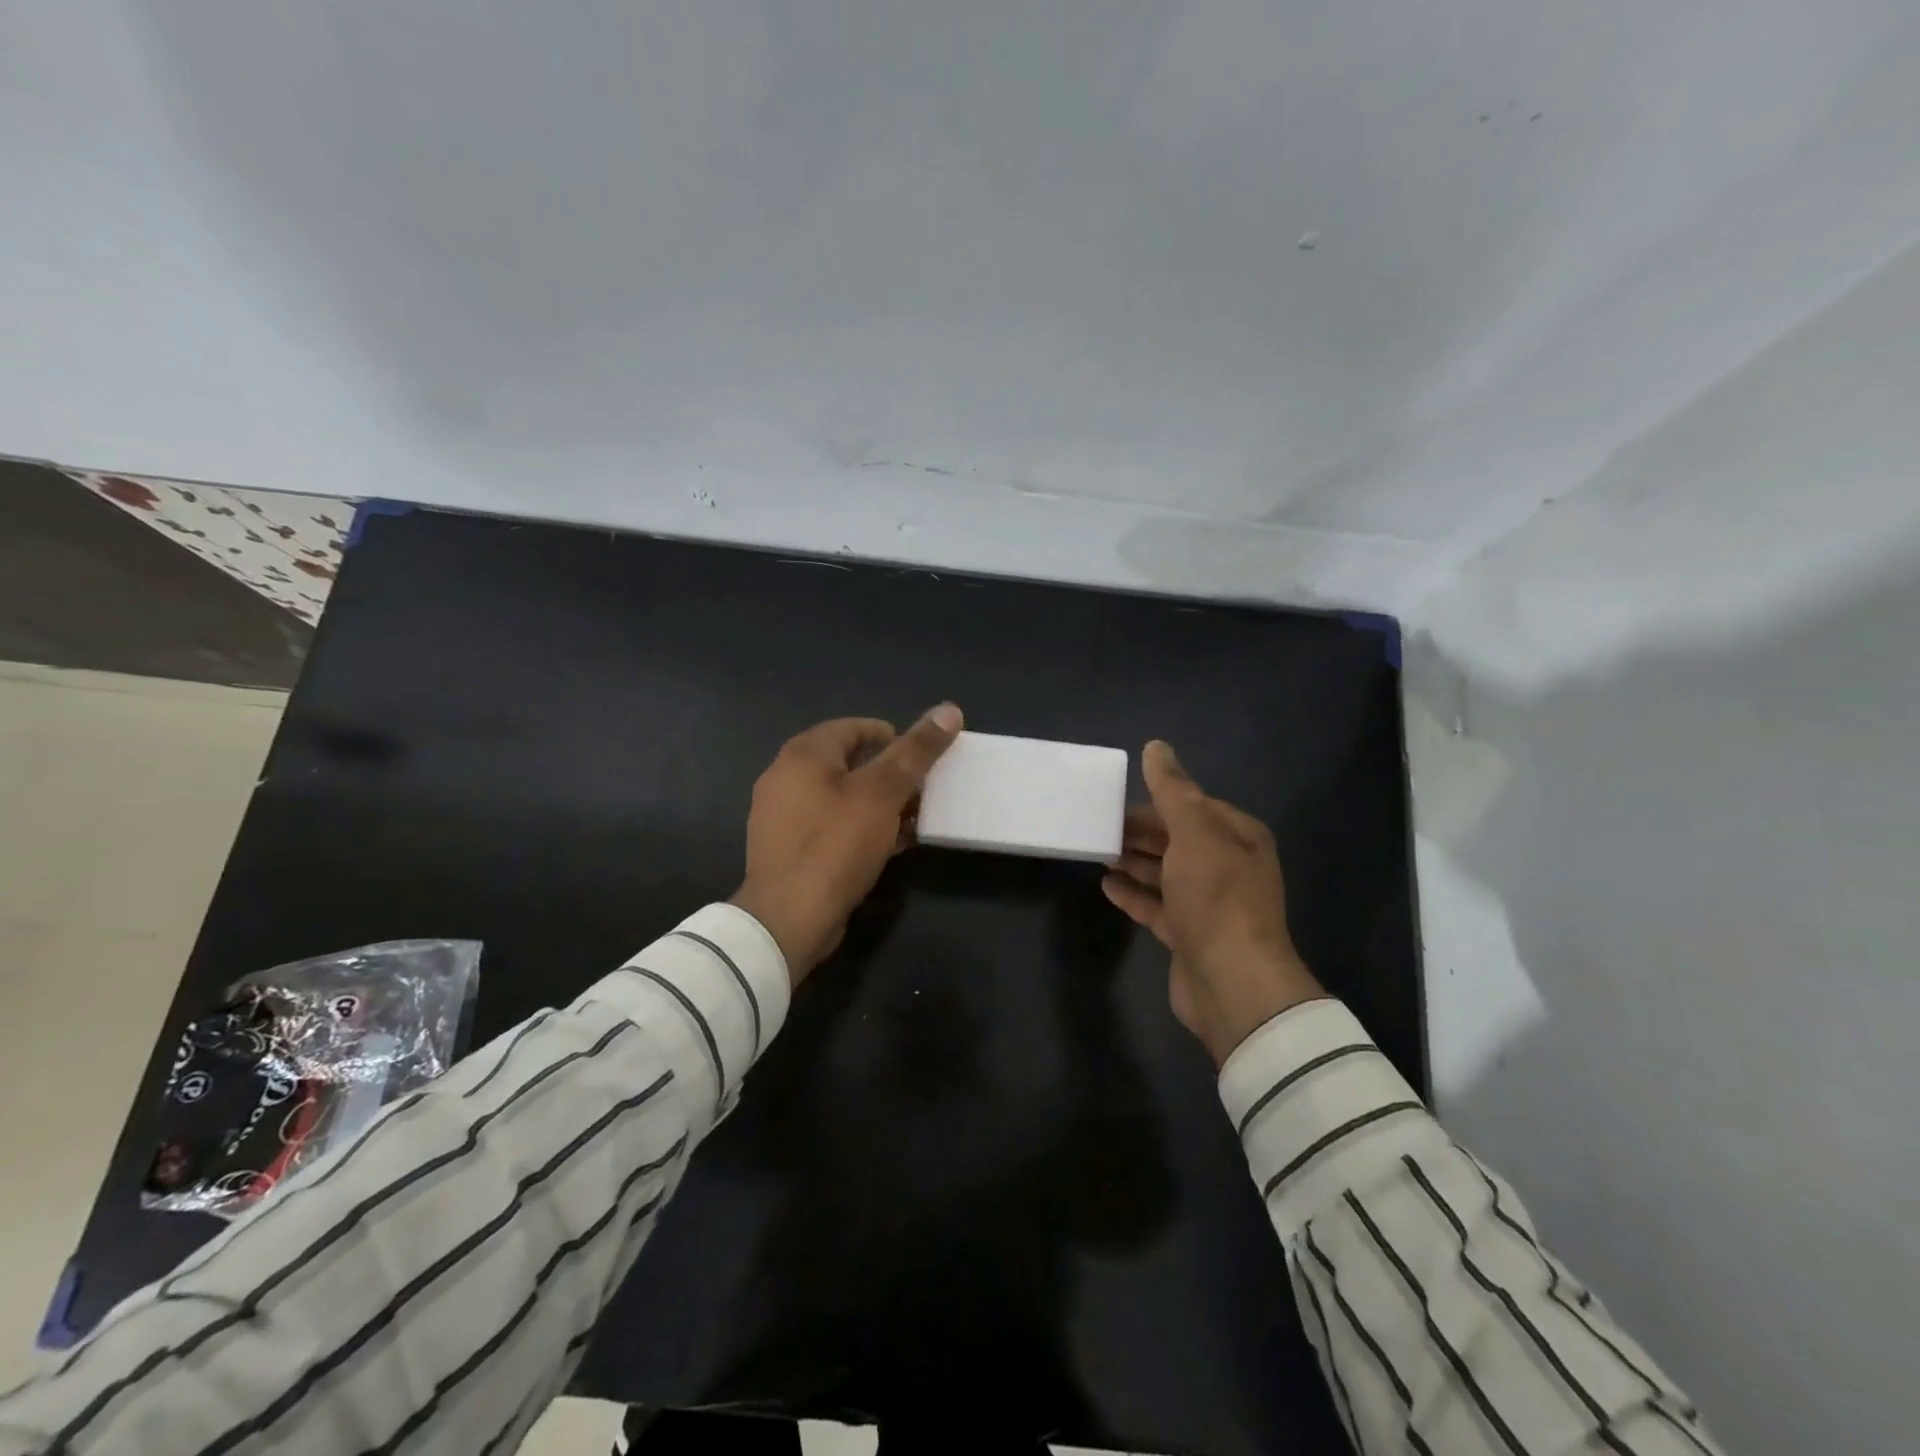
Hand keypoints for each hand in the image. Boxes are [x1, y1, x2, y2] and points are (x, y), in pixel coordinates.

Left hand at [730, 705, 963, 983]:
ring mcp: (783, 817)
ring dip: (878, 804)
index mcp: (803, 754)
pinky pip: (831, 827)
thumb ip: (915, 752)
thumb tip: (949, 710)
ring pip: (841, 797)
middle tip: (923, 789)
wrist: (789, 919)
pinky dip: (861, 828)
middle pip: (848, 762)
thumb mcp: (883, 793)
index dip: (891, 736)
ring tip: (913, 818)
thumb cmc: (836, 844)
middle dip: (889, 773)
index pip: (853, 727)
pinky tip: (890, 845)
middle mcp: (785, 778)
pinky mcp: (789, 850)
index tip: (921, 756)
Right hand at [1102, 740, 1325, 1064]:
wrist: (1231, 982)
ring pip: (1165, 873)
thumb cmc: (1215, 896)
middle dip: (1141, 831)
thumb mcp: (1194, 832)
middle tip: (1100, 825)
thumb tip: (1156, 746)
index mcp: (1238, 837)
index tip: (1118, 799)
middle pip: (1177, 839)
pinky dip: (1133, 894)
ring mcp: (1208, 904)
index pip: (1194, 806)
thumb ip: (1172, 790)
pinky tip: (1106, 886)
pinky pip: (1156, 906)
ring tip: (1098, 851)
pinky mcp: (1188, 935)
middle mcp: (1227, 867)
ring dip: (1134, 861)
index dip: (1157, 800)